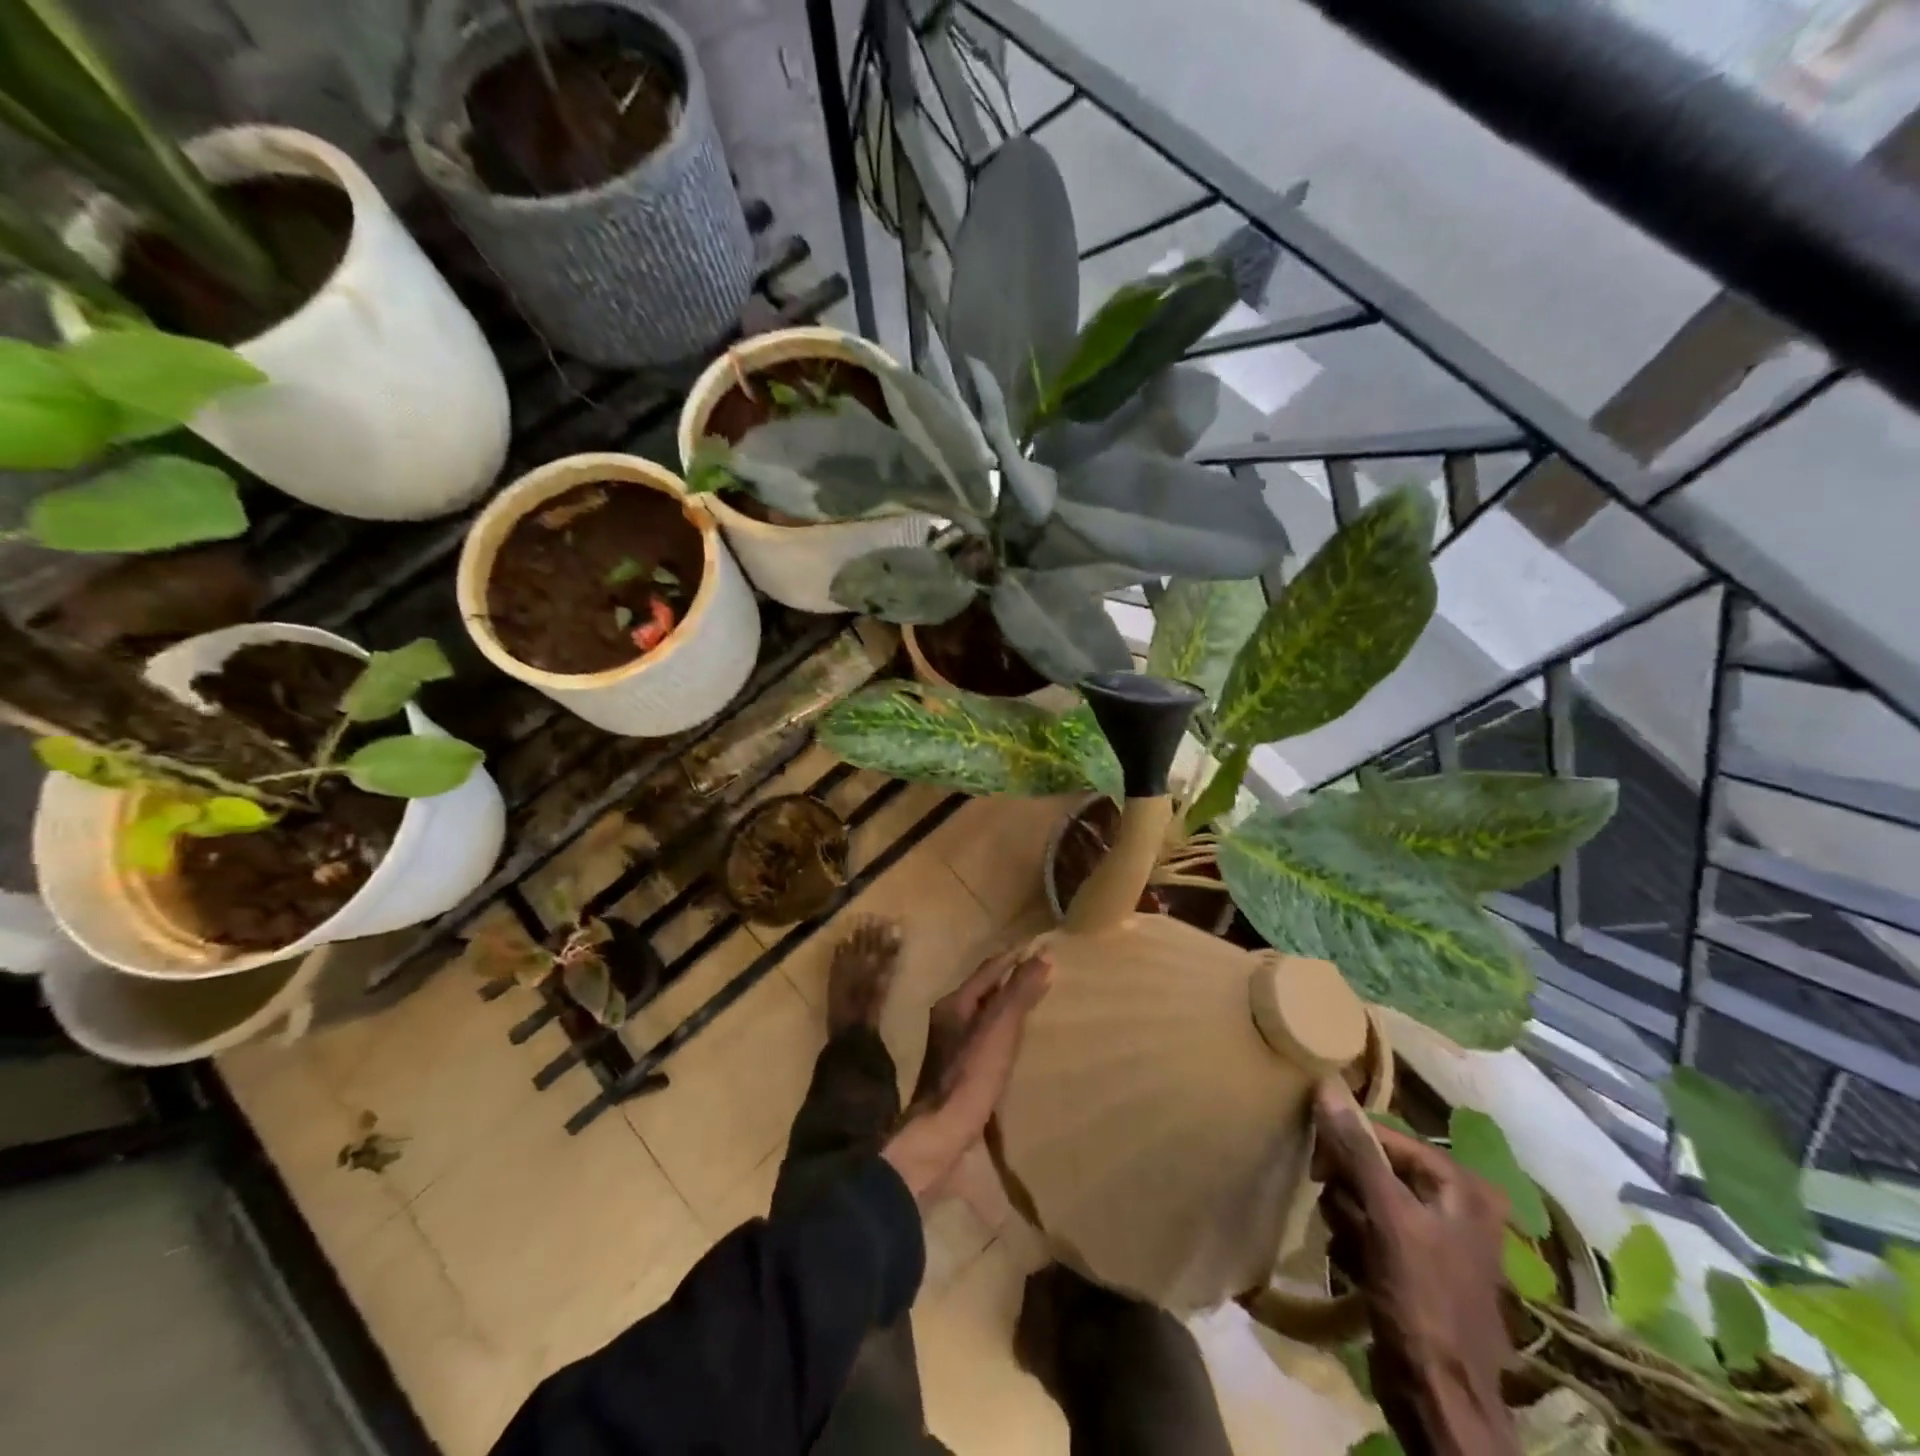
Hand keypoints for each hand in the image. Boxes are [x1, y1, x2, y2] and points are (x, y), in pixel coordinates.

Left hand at [883, 946, 1051, 1202]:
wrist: (942, 1134)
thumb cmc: (970, 1075)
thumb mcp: (999, 1028)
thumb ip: (1019, 992)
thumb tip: (1043, 956)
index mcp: (954, 1003)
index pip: (988, 970)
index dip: (1013, 959)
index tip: (1039, 950)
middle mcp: (949, 1020)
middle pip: (984, 992)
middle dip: (1010, 982)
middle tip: (1043, 975)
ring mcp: (951, 1049)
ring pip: (984, 1017)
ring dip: (1007, 1010)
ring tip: (1035, 1007)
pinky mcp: (959, 1074)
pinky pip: (986, 1042)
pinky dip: (1004, 1036)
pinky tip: (1019, 1046)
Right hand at [1311, 1082, 1519, 1455]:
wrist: (1441, 1400)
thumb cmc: (1423, 1301)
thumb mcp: (1388, 1218)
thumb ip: (1357, 1149)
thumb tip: (1327, 1084)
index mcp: (1462, 1186)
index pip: (1385, 1136)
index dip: (1347, 1146)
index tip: (1317, 1168)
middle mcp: (1454, 1204)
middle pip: (1373, 1166)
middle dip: (1348, 1191)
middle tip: (1341, 1217)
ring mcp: (1435, 1236)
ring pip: (1365, 1198)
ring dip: (1346, 1220)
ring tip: (1352, 1250)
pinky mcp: (1415, 1265)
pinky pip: (1369, 1229)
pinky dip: (1355, 1243)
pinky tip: (1356, 1267)